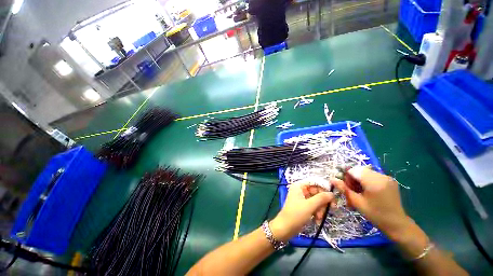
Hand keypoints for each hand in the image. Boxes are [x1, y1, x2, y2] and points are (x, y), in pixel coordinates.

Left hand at [270, 181, 333, 241]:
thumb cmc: (296, 214)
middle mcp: (300, 190)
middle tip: (331, 208)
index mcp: (299, 186)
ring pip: (316, 200)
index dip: (324, 187)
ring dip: (321, 208)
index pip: (314, 182)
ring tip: (320, 217)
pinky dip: (317, 212)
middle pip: (316, 191)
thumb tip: (332, 194)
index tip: (333, 196)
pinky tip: (317, 219)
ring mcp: (302, 198)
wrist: (286, 228)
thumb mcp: (310, 206)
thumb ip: (321, 198)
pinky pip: (314, 206)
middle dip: (323, 201)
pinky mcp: (304, 206)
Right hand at [331, 166, 411, 239]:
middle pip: (360, 170)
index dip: (347, 177)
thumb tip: (332, 179)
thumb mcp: (357, 202)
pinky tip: (367, 191)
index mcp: (374, 182)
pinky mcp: (390, 180)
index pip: (354, 170)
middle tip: (352, 190)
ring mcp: (387, 177)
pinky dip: (367, 180)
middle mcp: (382, 176)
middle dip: (353, 178)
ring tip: (359, 192)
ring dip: (359, 179)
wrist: (397, 224)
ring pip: (366, 172)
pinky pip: (373, 175)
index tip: (346, 187)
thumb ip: (344, 189)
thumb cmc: (375, 214)